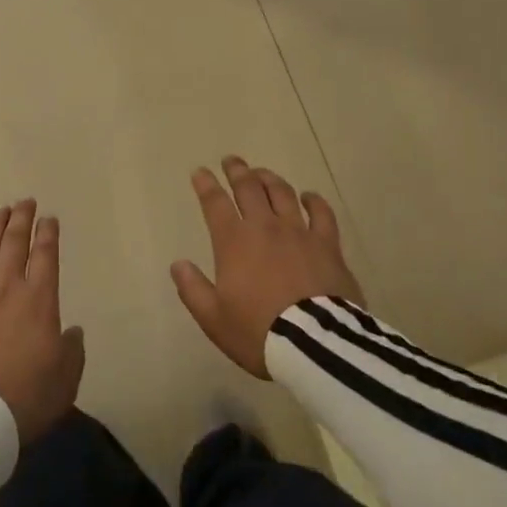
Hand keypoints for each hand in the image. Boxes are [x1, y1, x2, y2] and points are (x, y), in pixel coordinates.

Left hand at [0, 200, 84, 443]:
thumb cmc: (25, 398)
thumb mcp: (65, 381)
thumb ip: (72, 352)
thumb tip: (71, 331)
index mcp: (39, 301)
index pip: (45, 256)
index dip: (48, 234)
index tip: (49, 218)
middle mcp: (7, 289)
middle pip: (14, 244)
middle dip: (21, 220)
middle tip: (25, 202)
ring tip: (0, 210)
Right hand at [171, 155, 362, 378]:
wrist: (315, 345)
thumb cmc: (258, 332)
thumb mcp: (214, 318)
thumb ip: (193, 289)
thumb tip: (178, 264)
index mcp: (233, 242)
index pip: (215, 203)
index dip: (206, 185)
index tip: (200, 172)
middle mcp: (265, 227)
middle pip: (249, 188)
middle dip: (237, 171)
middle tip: (231, 161)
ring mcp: (299, 232)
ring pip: (282, 193)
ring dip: (269, 178)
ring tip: (262, 173)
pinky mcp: (328, 244)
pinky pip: (321, 213)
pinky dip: (313, 200)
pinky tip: (308, 196)